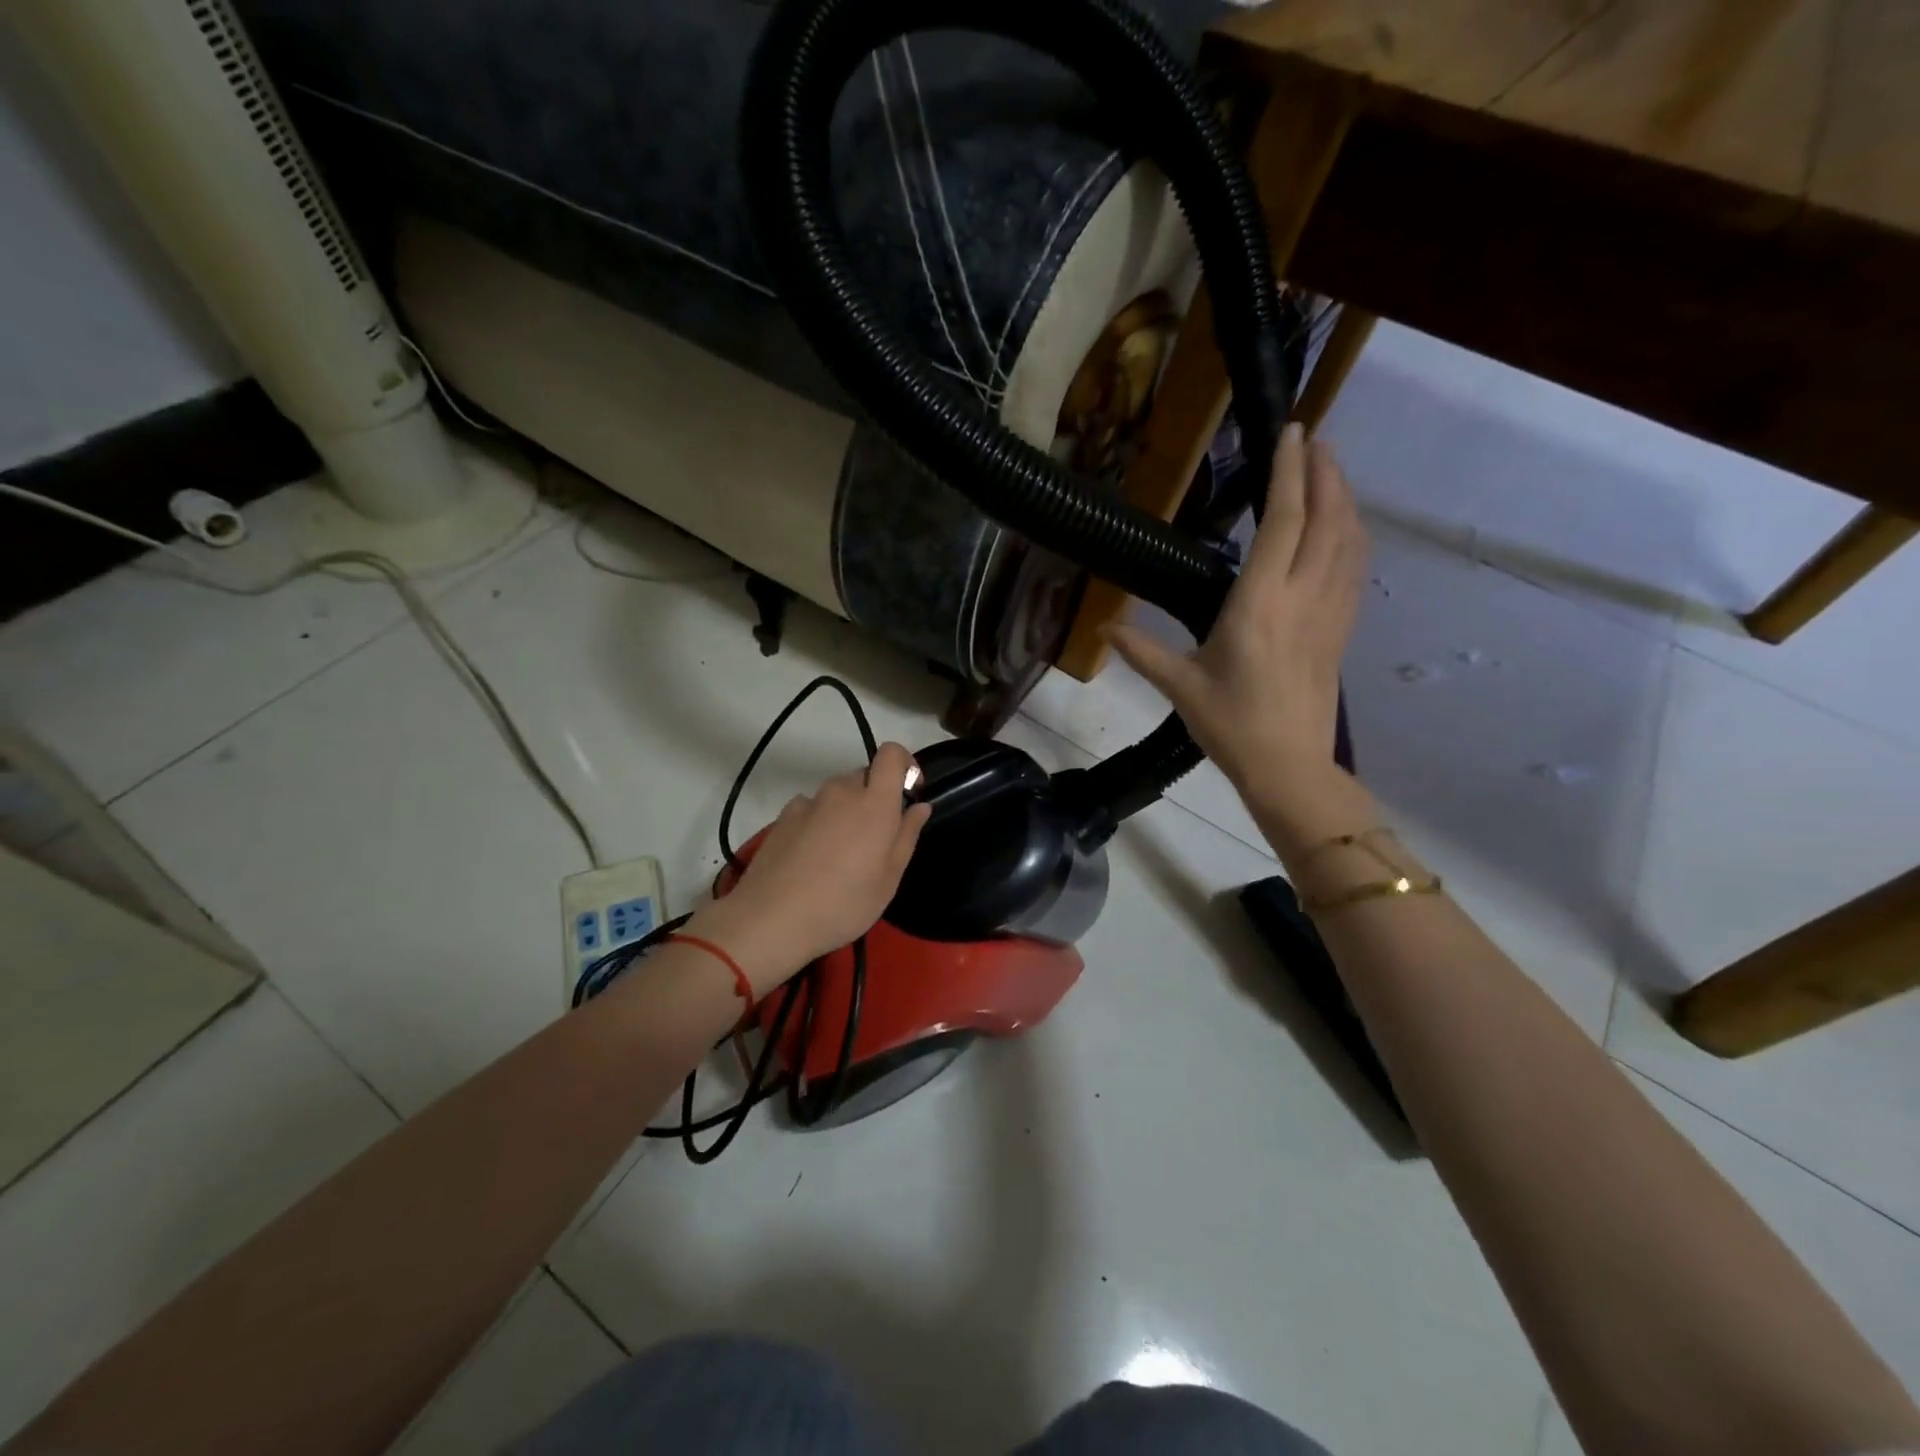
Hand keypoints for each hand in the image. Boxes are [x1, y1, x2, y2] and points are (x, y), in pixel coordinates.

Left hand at [690, 742, 931, 996]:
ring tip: (841, 853)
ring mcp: (808, 802)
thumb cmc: (843, 903)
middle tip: (875, 839)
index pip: (892, 754)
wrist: (771, 919)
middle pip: (865, 776)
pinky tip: (812, 856)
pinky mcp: (783, 816)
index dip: (905, 764)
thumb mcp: (888, 879)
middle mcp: (841, 791)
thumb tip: (919, 806)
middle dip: (875, 796)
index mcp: (874, 803)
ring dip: (846, 810)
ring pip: (837, 793)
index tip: (909, 794)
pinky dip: (819, 821)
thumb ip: (907, 835)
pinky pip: (811, 808)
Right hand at [1105, 423, 1365, 809]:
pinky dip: (1352, 534)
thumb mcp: (1180, 687)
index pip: (1284, 521)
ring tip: (1331, 469)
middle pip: (1326, 517)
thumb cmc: (1231, 725)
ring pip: (1348, 539)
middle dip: (1324, 471)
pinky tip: (1344, 527)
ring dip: (1343, 497)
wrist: (1289, 768)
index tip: (1291, 432)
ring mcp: (1330, 611)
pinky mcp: (1341, 629)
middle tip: (1314, 438)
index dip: (1289, 472)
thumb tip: (1103, 628)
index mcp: (1259, 603)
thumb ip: (1141, 651)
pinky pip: (1355, 567)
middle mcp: (1302, 595)